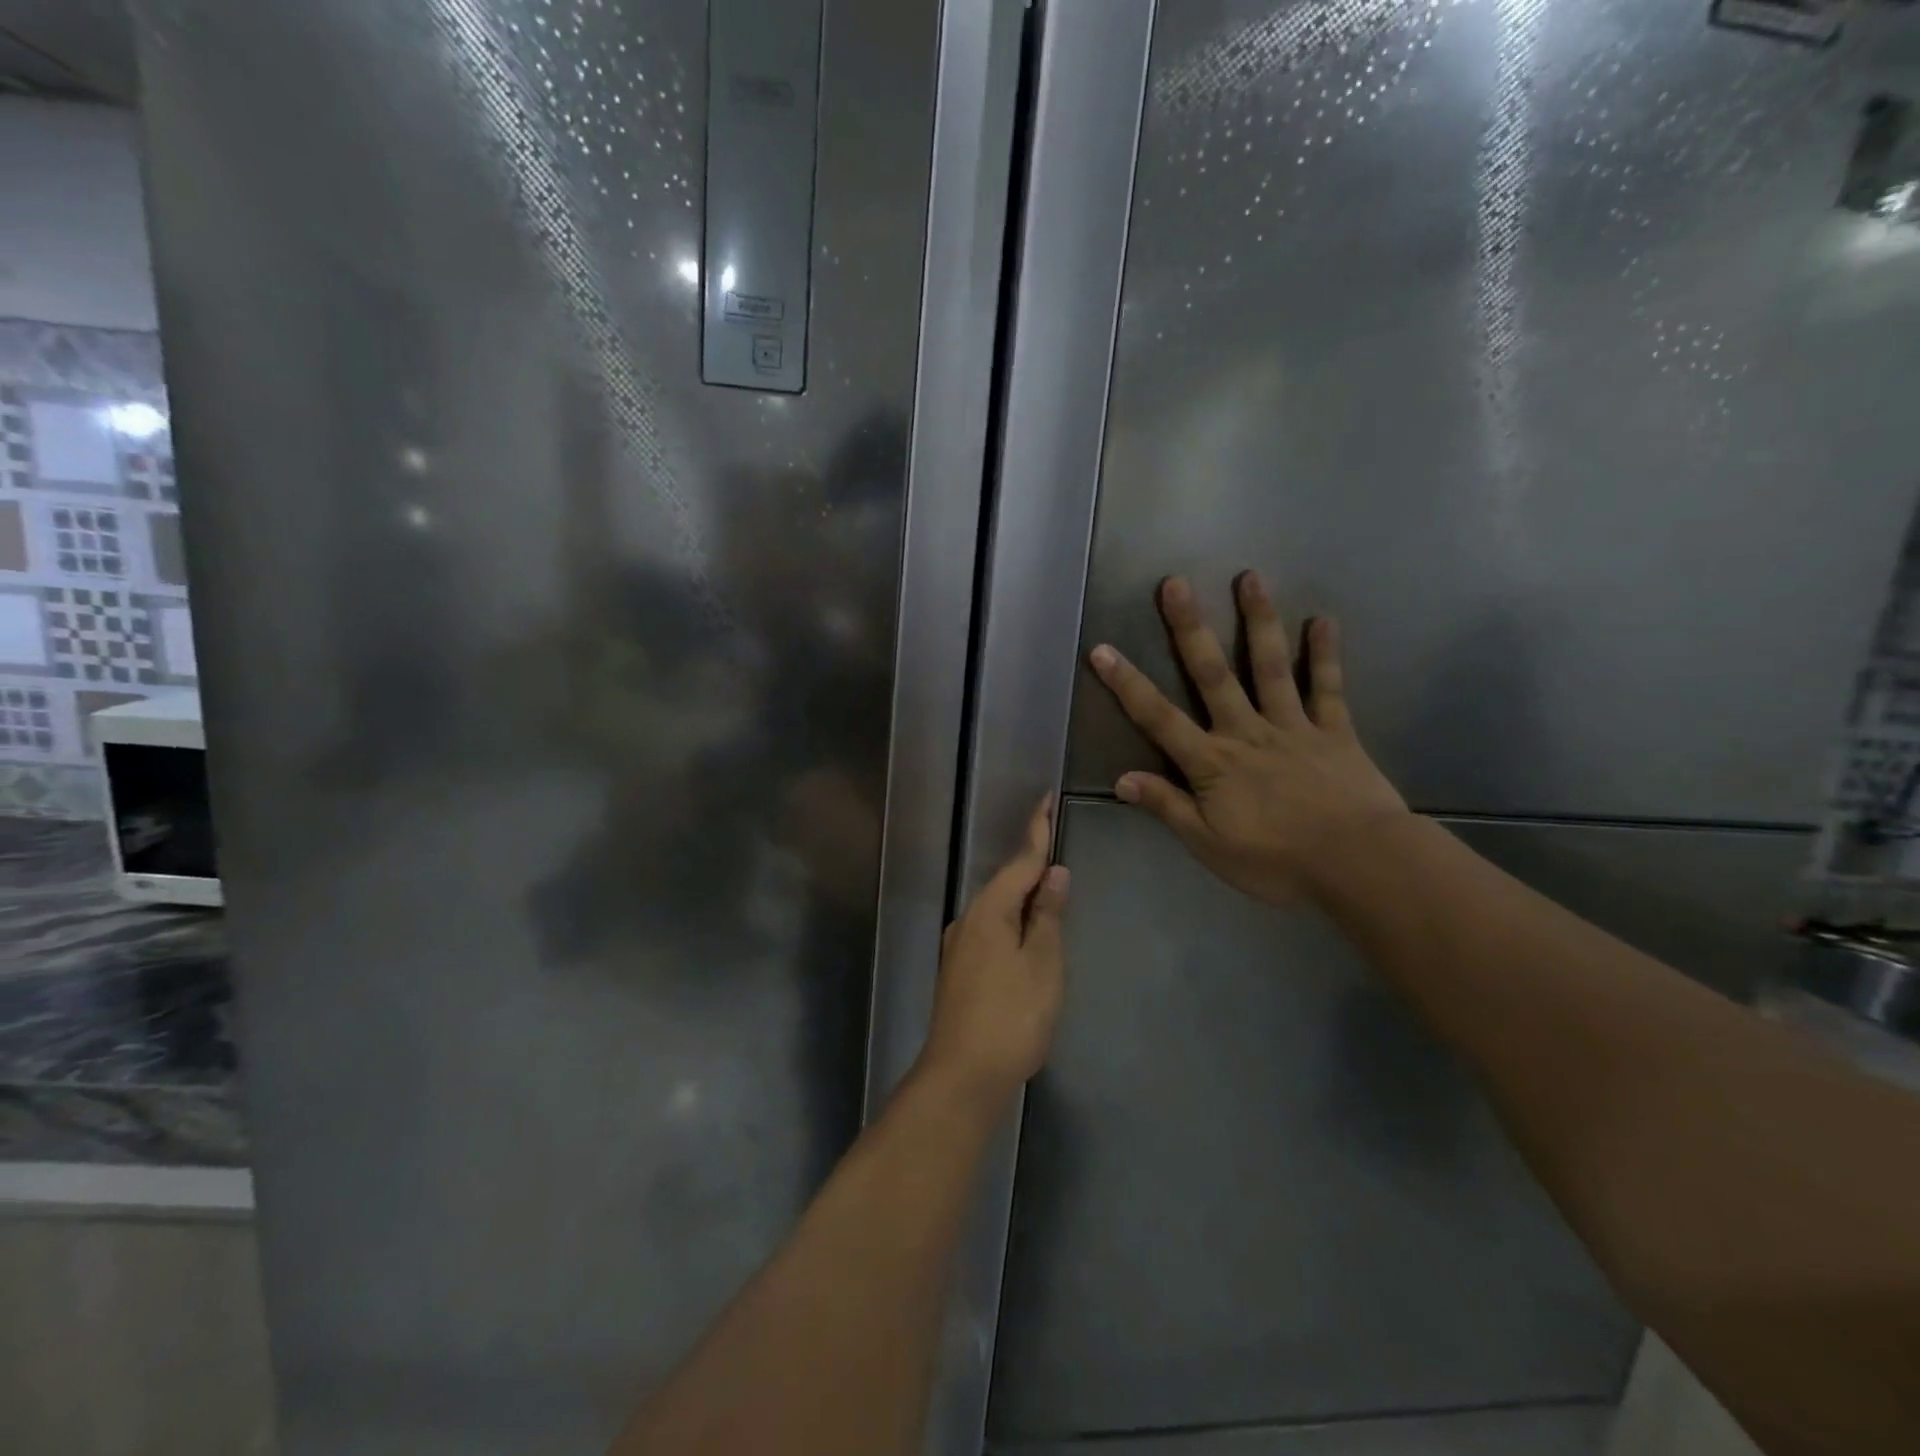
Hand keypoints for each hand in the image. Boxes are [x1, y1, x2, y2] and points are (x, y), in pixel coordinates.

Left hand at [918, 798, 1070, 1104]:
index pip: (1020, 861)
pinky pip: (990, 930)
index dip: (1036, 831)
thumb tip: (1053, 873)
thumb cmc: (1011, 1016)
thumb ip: (1047, 916)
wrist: (962, 1075)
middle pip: (1005, 883)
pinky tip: (1025, 934)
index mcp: (989, 910)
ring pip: (996, 908)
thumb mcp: (1042, 963)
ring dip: (1022, 895)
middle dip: (1030, 864)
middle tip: (1055, 844)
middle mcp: (968, 920)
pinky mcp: (959, 971)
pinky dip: (1012, 921)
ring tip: (1048, 890)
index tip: (1046, 799)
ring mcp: (959, 947)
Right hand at [1089, 573, 1407, 904]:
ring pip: (1270, 667)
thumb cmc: (1276, 861)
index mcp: (1212, 762)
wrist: (1359, 863)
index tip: (1102, 650)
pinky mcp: (1335, 731)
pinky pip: (1327, 688)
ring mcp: (1293, 726)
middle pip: (1212, 675)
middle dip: (1190, 629)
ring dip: (1258, 621)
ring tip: (1249, 577)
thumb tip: (1121, 778)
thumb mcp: (1209, 844)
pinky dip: (1325, 655)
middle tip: (1176, 584)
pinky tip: (1323, 621)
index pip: (1158, 718)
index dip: (1127, 684)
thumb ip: (1167, 806)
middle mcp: (1247, 732)